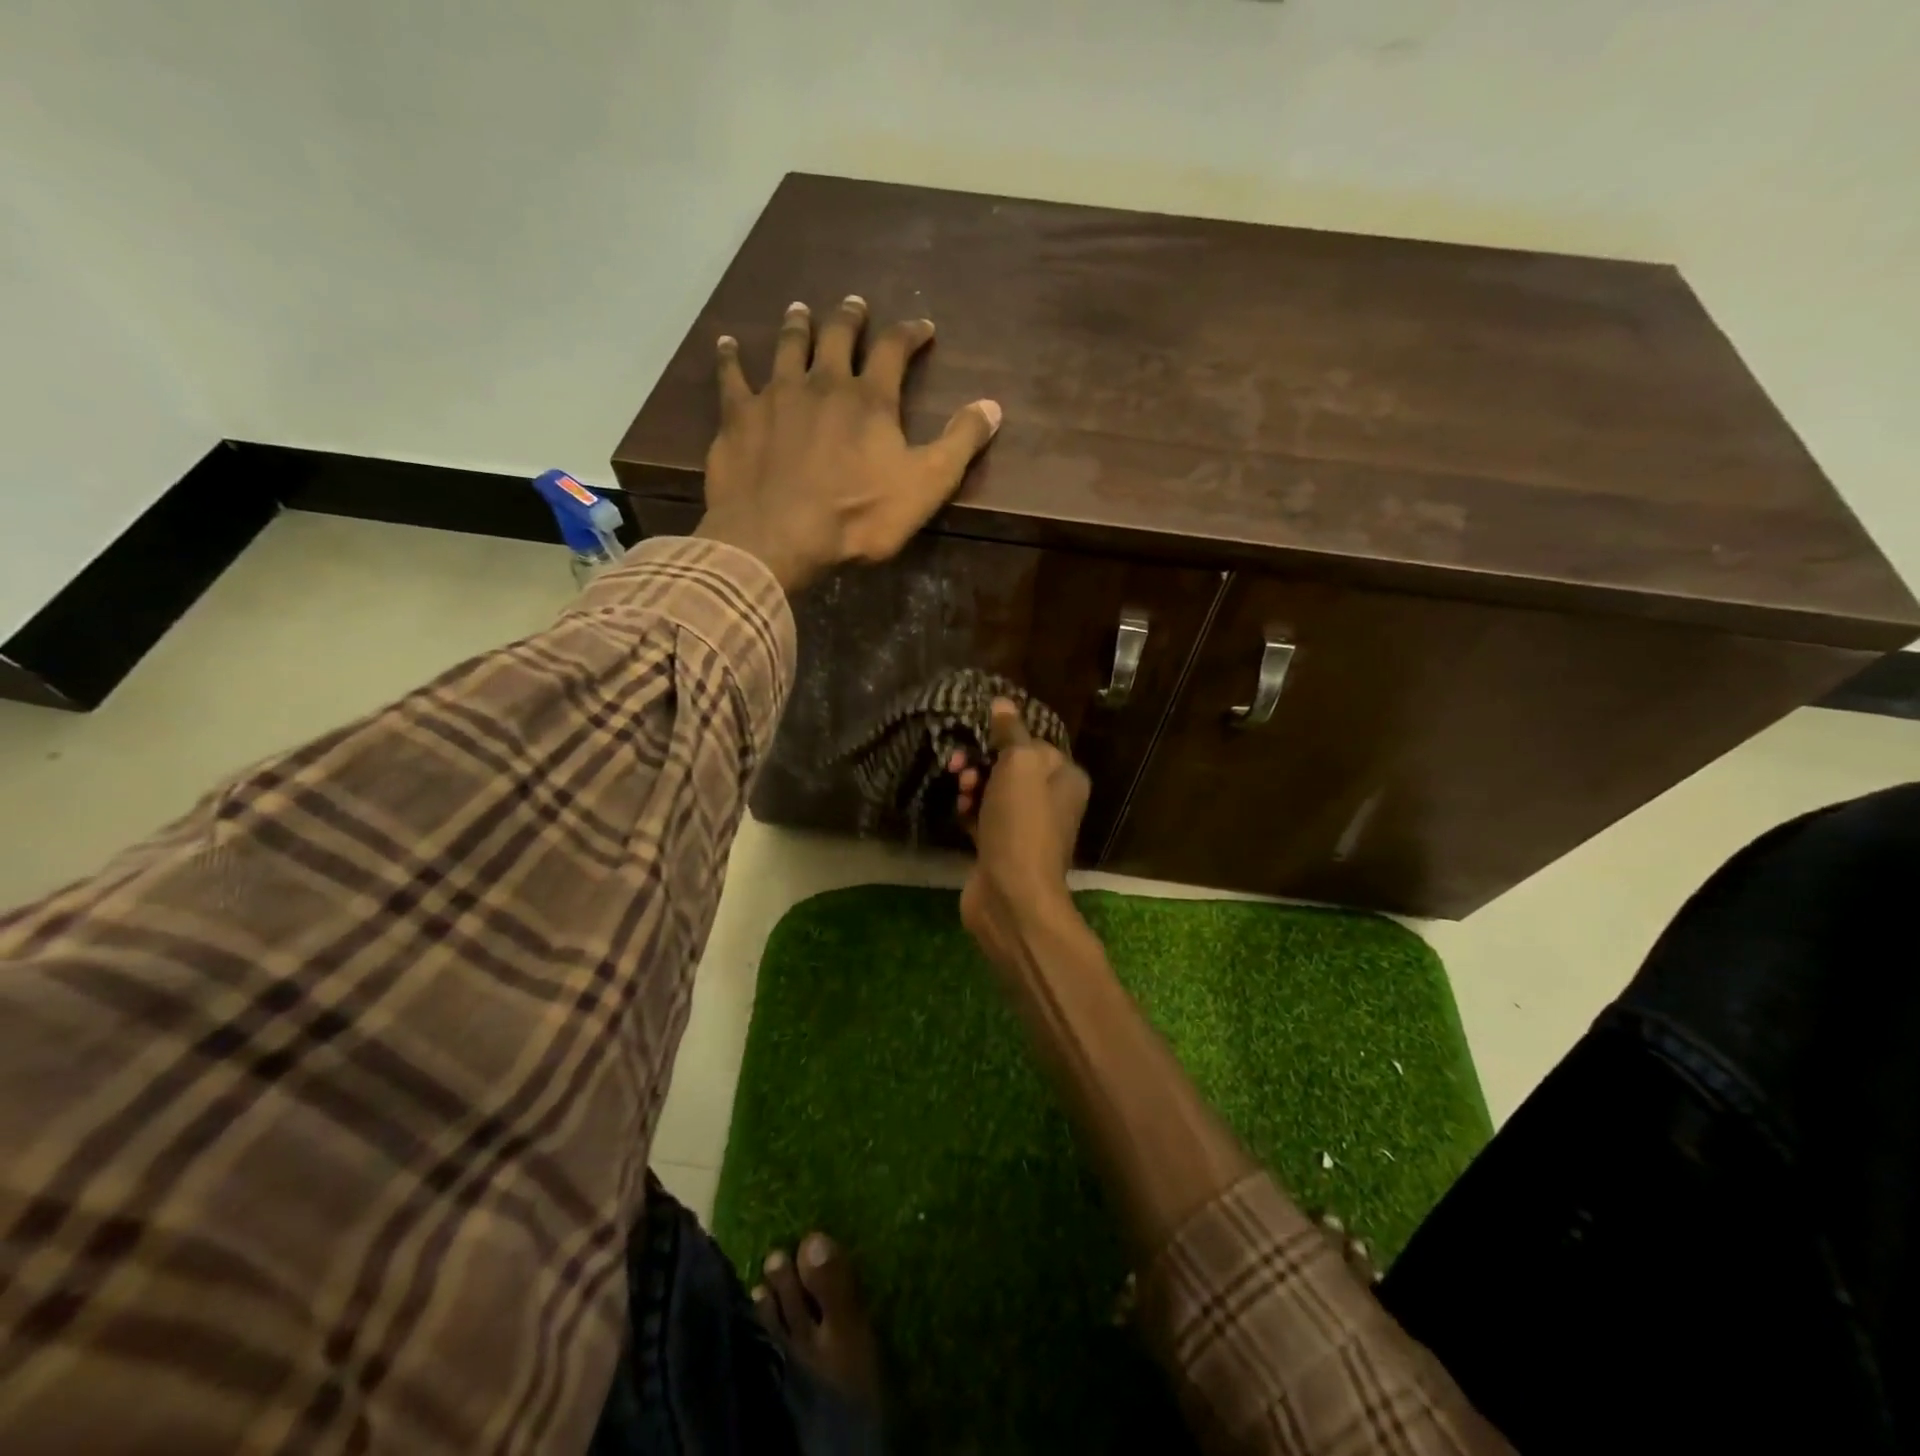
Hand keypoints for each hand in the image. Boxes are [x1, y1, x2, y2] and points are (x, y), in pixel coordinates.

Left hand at [696, 296, 1002, 591]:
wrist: (779, 537)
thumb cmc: (858, 517)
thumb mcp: (926, 486)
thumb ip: (960, 443)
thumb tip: (993, 405)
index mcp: (869, 399)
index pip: (894, 350)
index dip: (910, 334)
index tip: (922, 327)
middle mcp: (822, 383)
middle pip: (837, 336)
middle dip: (850, 318)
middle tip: (855, 304)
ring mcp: (776, 395)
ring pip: (787, 347)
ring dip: (797, 325)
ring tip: (800, 309)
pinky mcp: (738, 417)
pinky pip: (731, 377)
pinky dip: (730, 358)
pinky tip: (727, 344)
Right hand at [955, 699, 1091, 970]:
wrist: (1011, 895)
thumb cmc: (1021, 823)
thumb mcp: (1019, 765)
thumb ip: (1011, 732)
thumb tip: (1003, 703)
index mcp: (1065, 778)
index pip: (1034, 743)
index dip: (1004, 737)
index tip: (977, 737)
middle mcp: (1051, 800)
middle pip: (1011, 767)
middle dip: (982, 761)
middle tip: (959, 766)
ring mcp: (1026, 827)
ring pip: (994, 792)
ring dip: (973, 784)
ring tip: (961, 790)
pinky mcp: (1001, 847)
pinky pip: (982, 818)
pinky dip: (969, 811)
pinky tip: (958, 810)